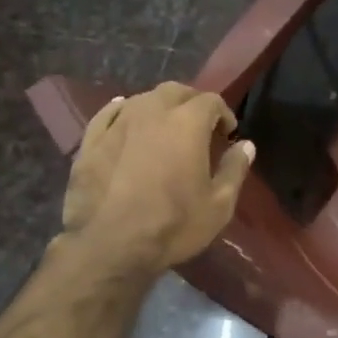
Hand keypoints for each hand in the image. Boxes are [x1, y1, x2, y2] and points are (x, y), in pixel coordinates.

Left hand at [59, 82, 254, 277]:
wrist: (111, 246)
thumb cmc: (173, 225)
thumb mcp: (218, 205)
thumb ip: (234, 169)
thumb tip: (246, 145)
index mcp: (187, 124)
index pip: (211, 101)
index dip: (223, 114)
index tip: (227, 134)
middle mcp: (151, 112)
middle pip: (175, 91)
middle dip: (191, 103)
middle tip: (199, 126)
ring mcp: (117, 124)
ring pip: (142, 99)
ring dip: (159, 107)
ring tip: (165, 128)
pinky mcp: (91, 141)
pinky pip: (109, 114)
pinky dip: (123, 111)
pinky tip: (126, 118)